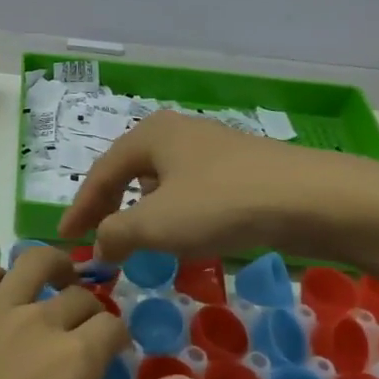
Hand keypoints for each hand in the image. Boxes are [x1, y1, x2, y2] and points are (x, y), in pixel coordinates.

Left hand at [0, 246, 202, 378]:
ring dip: (55, 266)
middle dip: (92, 309)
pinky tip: (1, 295)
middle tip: (89, 333)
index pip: (113, 326)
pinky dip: (0, 273)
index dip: (121, 338)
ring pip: (33, 263)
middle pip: (78, 295)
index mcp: (72, 358)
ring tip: (60, 282)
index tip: (116, 357)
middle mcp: (36, 319)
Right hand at [59, 109, 378, 263]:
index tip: (65, 239)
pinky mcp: (239, 167)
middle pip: (129, 171)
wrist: (313, 198)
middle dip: (110, 206)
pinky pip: (190, 189)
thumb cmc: (221, 204)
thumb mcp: (157, 224)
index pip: (100, 173)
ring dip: (143, 211)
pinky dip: (175, 212)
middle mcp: (175, 132)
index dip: (80, 208)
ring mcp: (211, 147)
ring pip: (161, 180)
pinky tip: (185, 234)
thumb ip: (116, 234)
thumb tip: (99, 246)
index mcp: (149, 135)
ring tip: (137, 240)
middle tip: (96, 238)